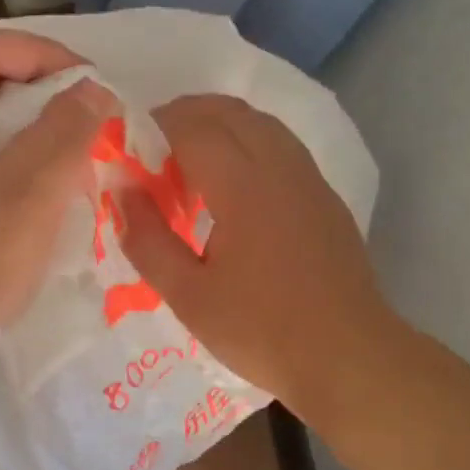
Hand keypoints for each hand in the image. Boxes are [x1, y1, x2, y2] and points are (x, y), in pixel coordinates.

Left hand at [0, 30, 116, 382]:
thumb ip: (64, 132)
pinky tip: (38, 186)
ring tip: (70, 154)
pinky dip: (9, 158)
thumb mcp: (26, 196)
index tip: (93, 86)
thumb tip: (94, 88)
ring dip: (28, 129)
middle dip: (41, 94)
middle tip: (86, 122)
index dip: (46, 56)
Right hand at [121, 94, 388, 424]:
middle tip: (151, 151)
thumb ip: (147, 239)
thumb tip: (122, 191)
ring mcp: (309, 178)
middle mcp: (281, 167)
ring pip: (259, 123)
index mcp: (245, 186)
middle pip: (229, 111)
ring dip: (218, 126)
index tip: (127, 150)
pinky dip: (246, 144)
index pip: (193, 127)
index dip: (154, 127)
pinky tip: (231, 187)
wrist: (348, 357)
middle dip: (184, 116)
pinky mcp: (325, 196)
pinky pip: (280, 145)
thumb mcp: (188, 295)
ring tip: (187, 165)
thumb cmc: (261, 331)